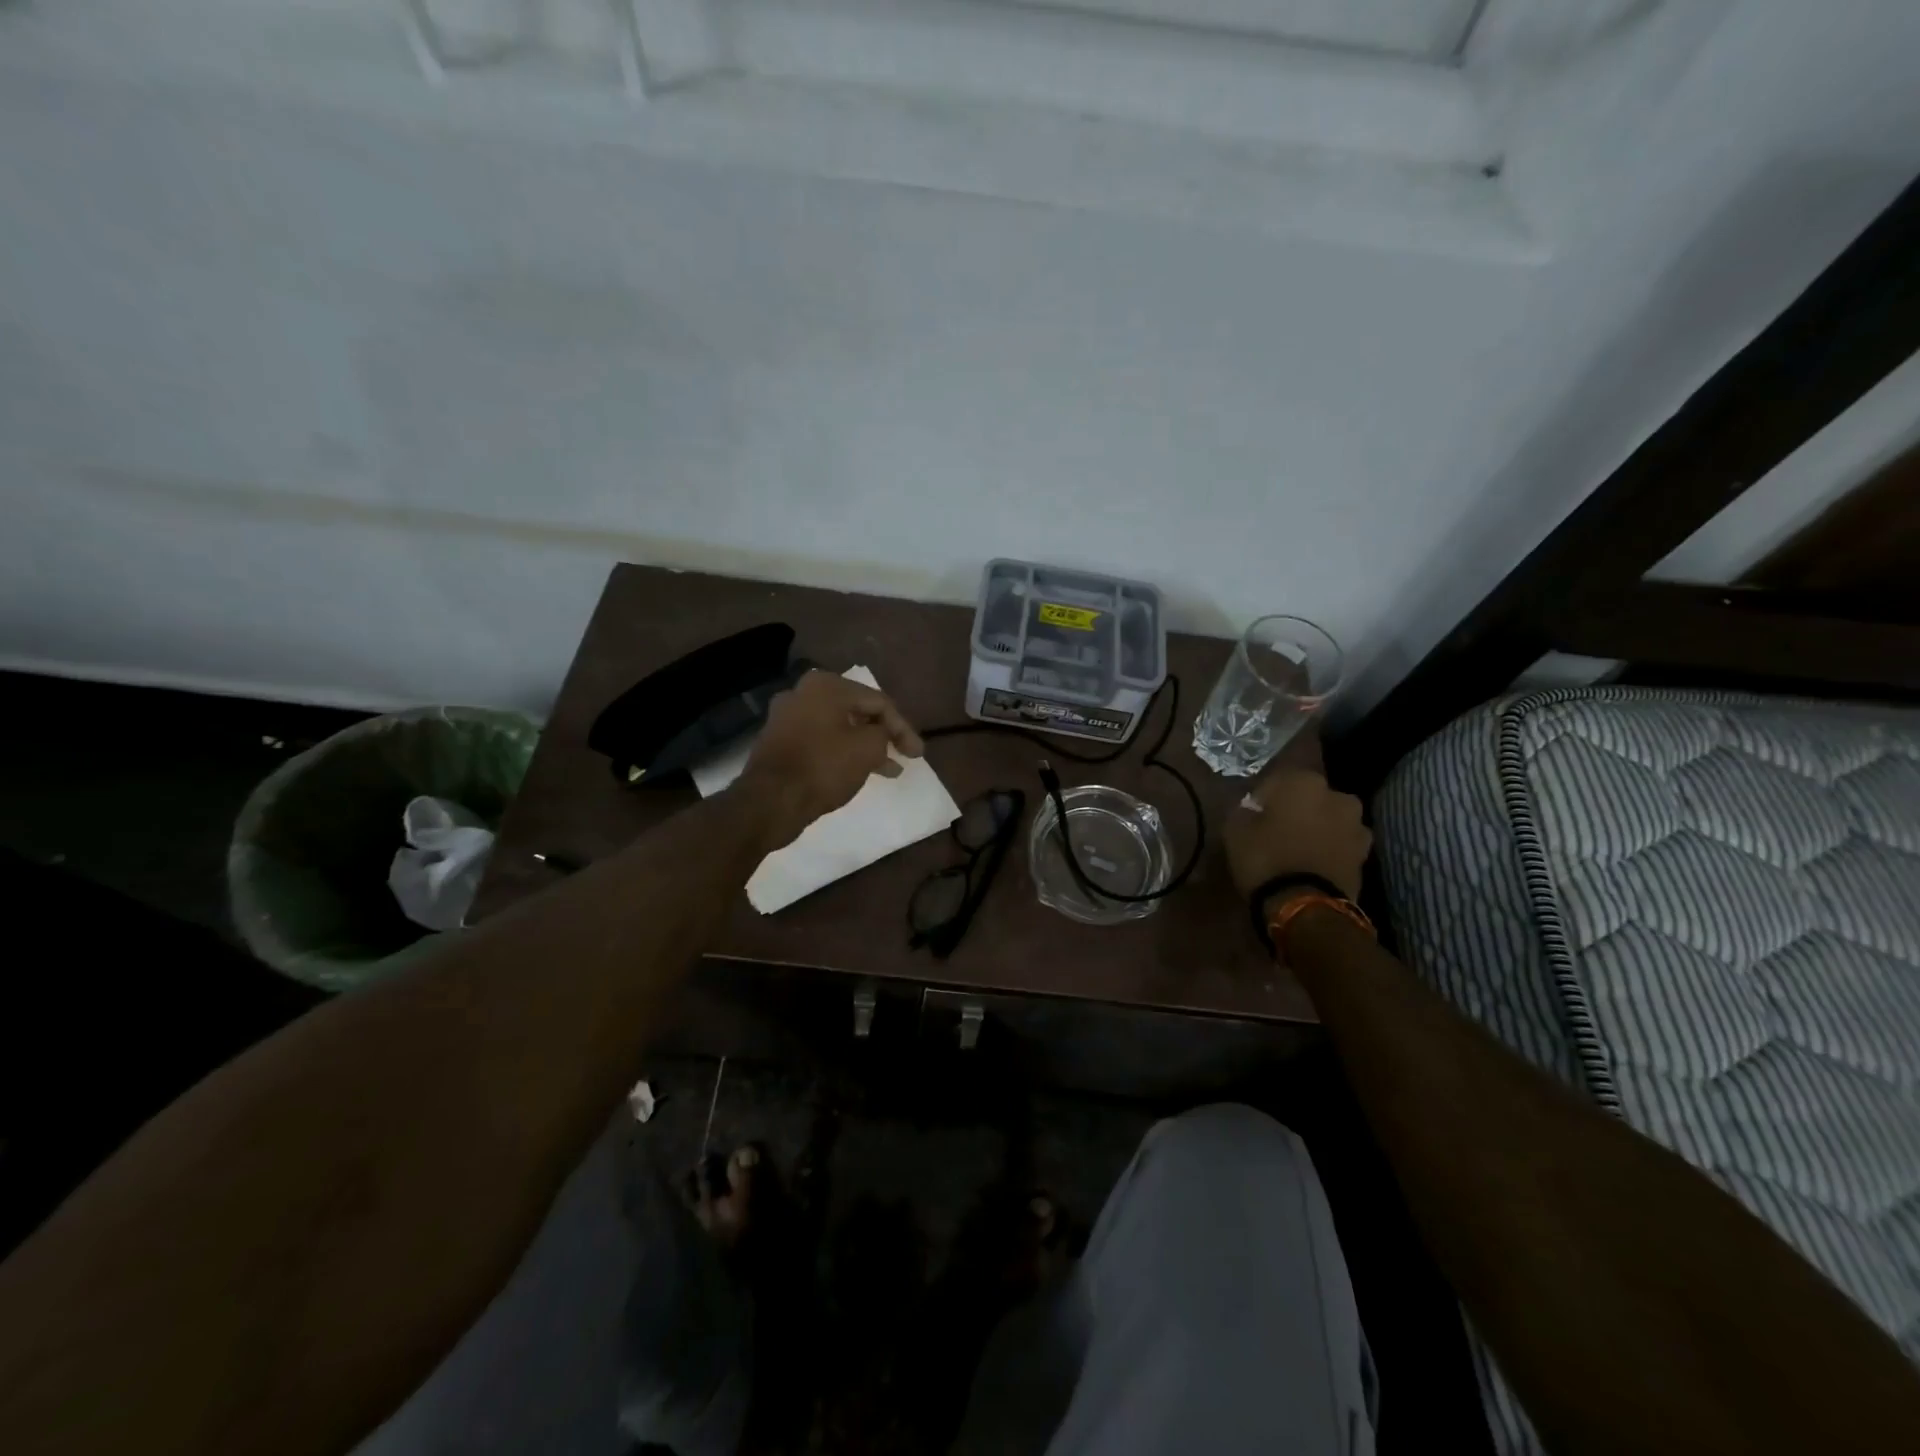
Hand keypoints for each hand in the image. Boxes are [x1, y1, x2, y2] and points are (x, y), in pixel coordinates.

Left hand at [737, 671, 924, 850]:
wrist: (770, 800)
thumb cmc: (824, 767)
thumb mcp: (868, 749)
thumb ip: (884, 735)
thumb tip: (879, 736)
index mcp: (826, 685)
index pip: (878, 701)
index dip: (903, 728)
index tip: (917, 754)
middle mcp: (804, 692)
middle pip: (856, 711)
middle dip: (883, 735)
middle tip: (904, 756)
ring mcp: (787, 716)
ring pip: (838, 727)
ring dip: (864, 745)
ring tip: (887, 769)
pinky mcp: (778, 741)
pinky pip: (820, 740)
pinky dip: (841, 752)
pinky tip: (857, 770)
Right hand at [1223, 769, 1371, 903]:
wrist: (1306, 906)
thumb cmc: (1265, 858)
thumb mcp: (1235, 830)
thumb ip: (1244, 811)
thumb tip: (1252, 809)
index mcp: (1303, 781)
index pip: (1277, 780)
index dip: (1263, 798)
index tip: (1253, 815)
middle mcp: (1336, 795)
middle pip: (1309, 797)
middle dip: (1295, 809)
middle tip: (1276, 830)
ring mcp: (1356, 825)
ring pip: (1329, 819)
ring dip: (1316, 828)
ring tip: (1297, 849)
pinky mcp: (1365, 854)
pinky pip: (1340, 844)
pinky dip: (1329, 849)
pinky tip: (1313, 864)